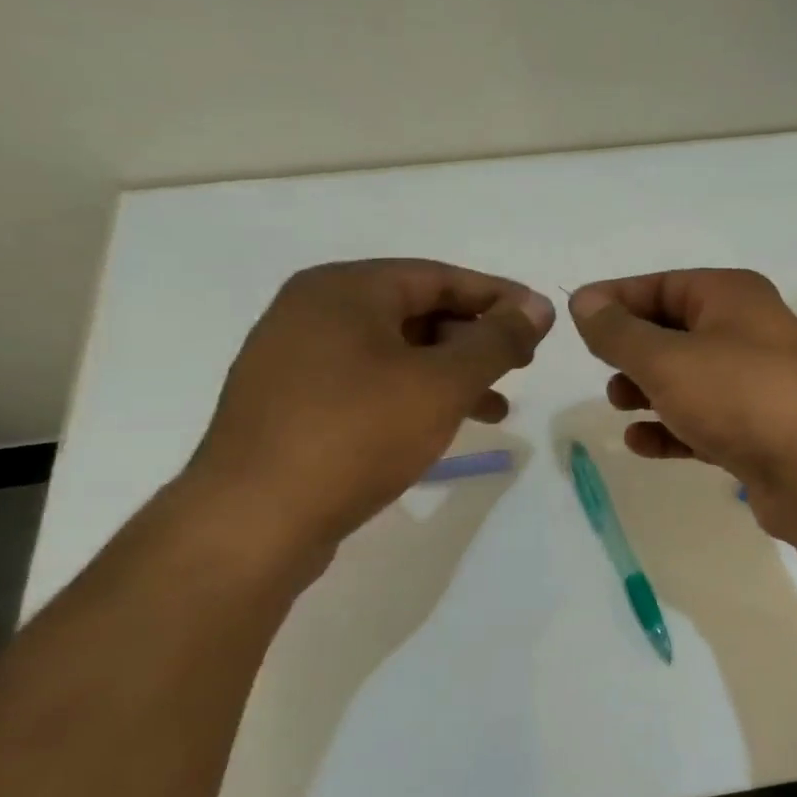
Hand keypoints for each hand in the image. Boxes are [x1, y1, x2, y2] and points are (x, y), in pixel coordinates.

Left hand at [185, 260, 553, 551]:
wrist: (255, 519)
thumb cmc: (358, 433)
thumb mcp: (443, 383)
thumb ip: (497, 340)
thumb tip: (538, 306)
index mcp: (345, 290)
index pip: (438, 276)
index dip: (498, 296)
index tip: (541, 319)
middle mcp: (314, 312)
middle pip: (416, 310)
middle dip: (476, 338)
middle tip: (521, 364)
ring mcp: (297, 359)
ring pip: (396, 352)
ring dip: (451, 373)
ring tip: (496, 407)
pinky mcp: (293, 403)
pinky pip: (370, 382)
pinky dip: (415, 395)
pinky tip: (443, 426)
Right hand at [569, 269, 796, 532]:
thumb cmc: (737, 395)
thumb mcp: (666, 358)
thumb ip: (618, 332)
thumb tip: (584, 301)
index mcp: (733, 296)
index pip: (664, 285)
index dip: (617, 299)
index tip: (576, 318)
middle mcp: (749, 331)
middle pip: (676, 331)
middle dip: (634, 351)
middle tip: (603, 370)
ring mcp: (757, 383)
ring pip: (689, 379)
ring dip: (650, 390)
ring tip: (618, 405)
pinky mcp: (758, 428)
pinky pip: (704, 420)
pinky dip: (672, 427)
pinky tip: (640, 443)